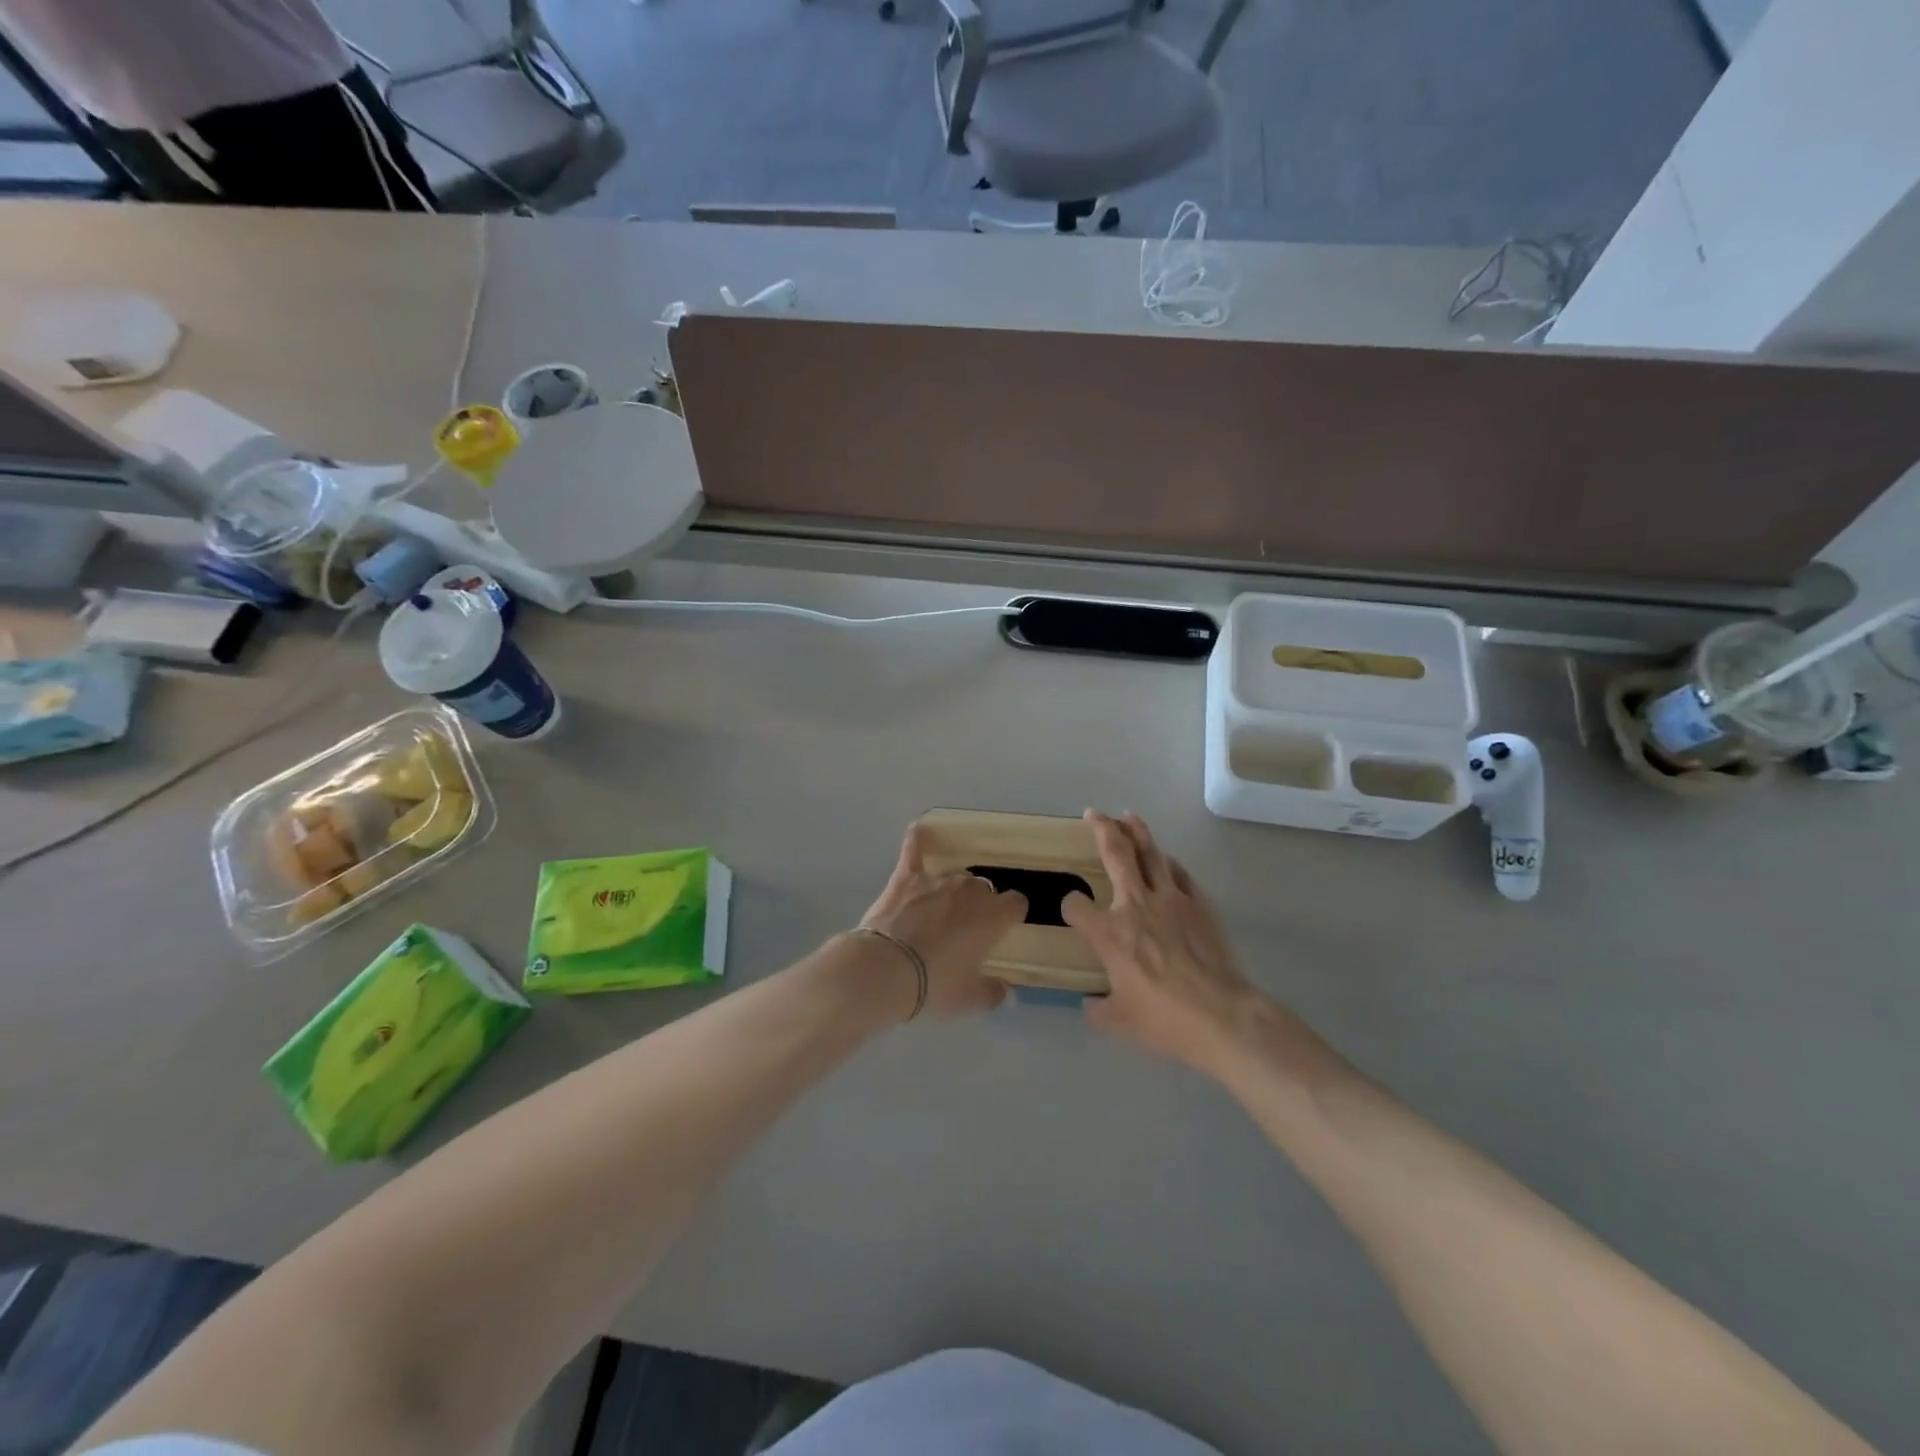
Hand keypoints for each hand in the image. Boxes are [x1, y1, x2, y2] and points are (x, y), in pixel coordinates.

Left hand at [858, 823, 1026, 1017]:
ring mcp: (937, 880)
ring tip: (942, 908)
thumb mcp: (970, 999)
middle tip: (966, 929)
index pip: (1016, 903)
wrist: (887, 969)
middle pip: (985, 889)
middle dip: (980, 905)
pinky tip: (918, 830)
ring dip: (954, 889)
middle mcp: (970, 890)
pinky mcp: (907, 877)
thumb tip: (1005, 990)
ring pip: (956, 875)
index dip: (1011, 915)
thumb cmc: (936, 985)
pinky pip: (914, 851)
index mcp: (993, 916)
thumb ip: (993, 992)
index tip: (1004, 929)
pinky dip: (917, 841)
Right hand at [1064, 811, 1260, 1072]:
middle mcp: (1135, 905)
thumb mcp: (1119, 1022)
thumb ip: (1098, 1008)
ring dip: (1138, 831)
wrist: (1222, 1016)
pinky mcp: (1199, 904)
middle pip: (1116, 854)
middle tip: (1094, 813)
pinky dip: (1168, 863)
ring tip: (1129, 816)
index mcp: (1109, 933)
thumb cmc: (1164, 1020)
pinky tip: (1165, 860)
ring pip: (1150, 853)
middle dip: (1102, 829)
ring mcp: (1170, 899)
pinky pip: (1179, 874)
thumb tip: (1090, 1004)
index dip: (1071, 906)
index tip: (1073, 911)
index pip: (1076, 906)